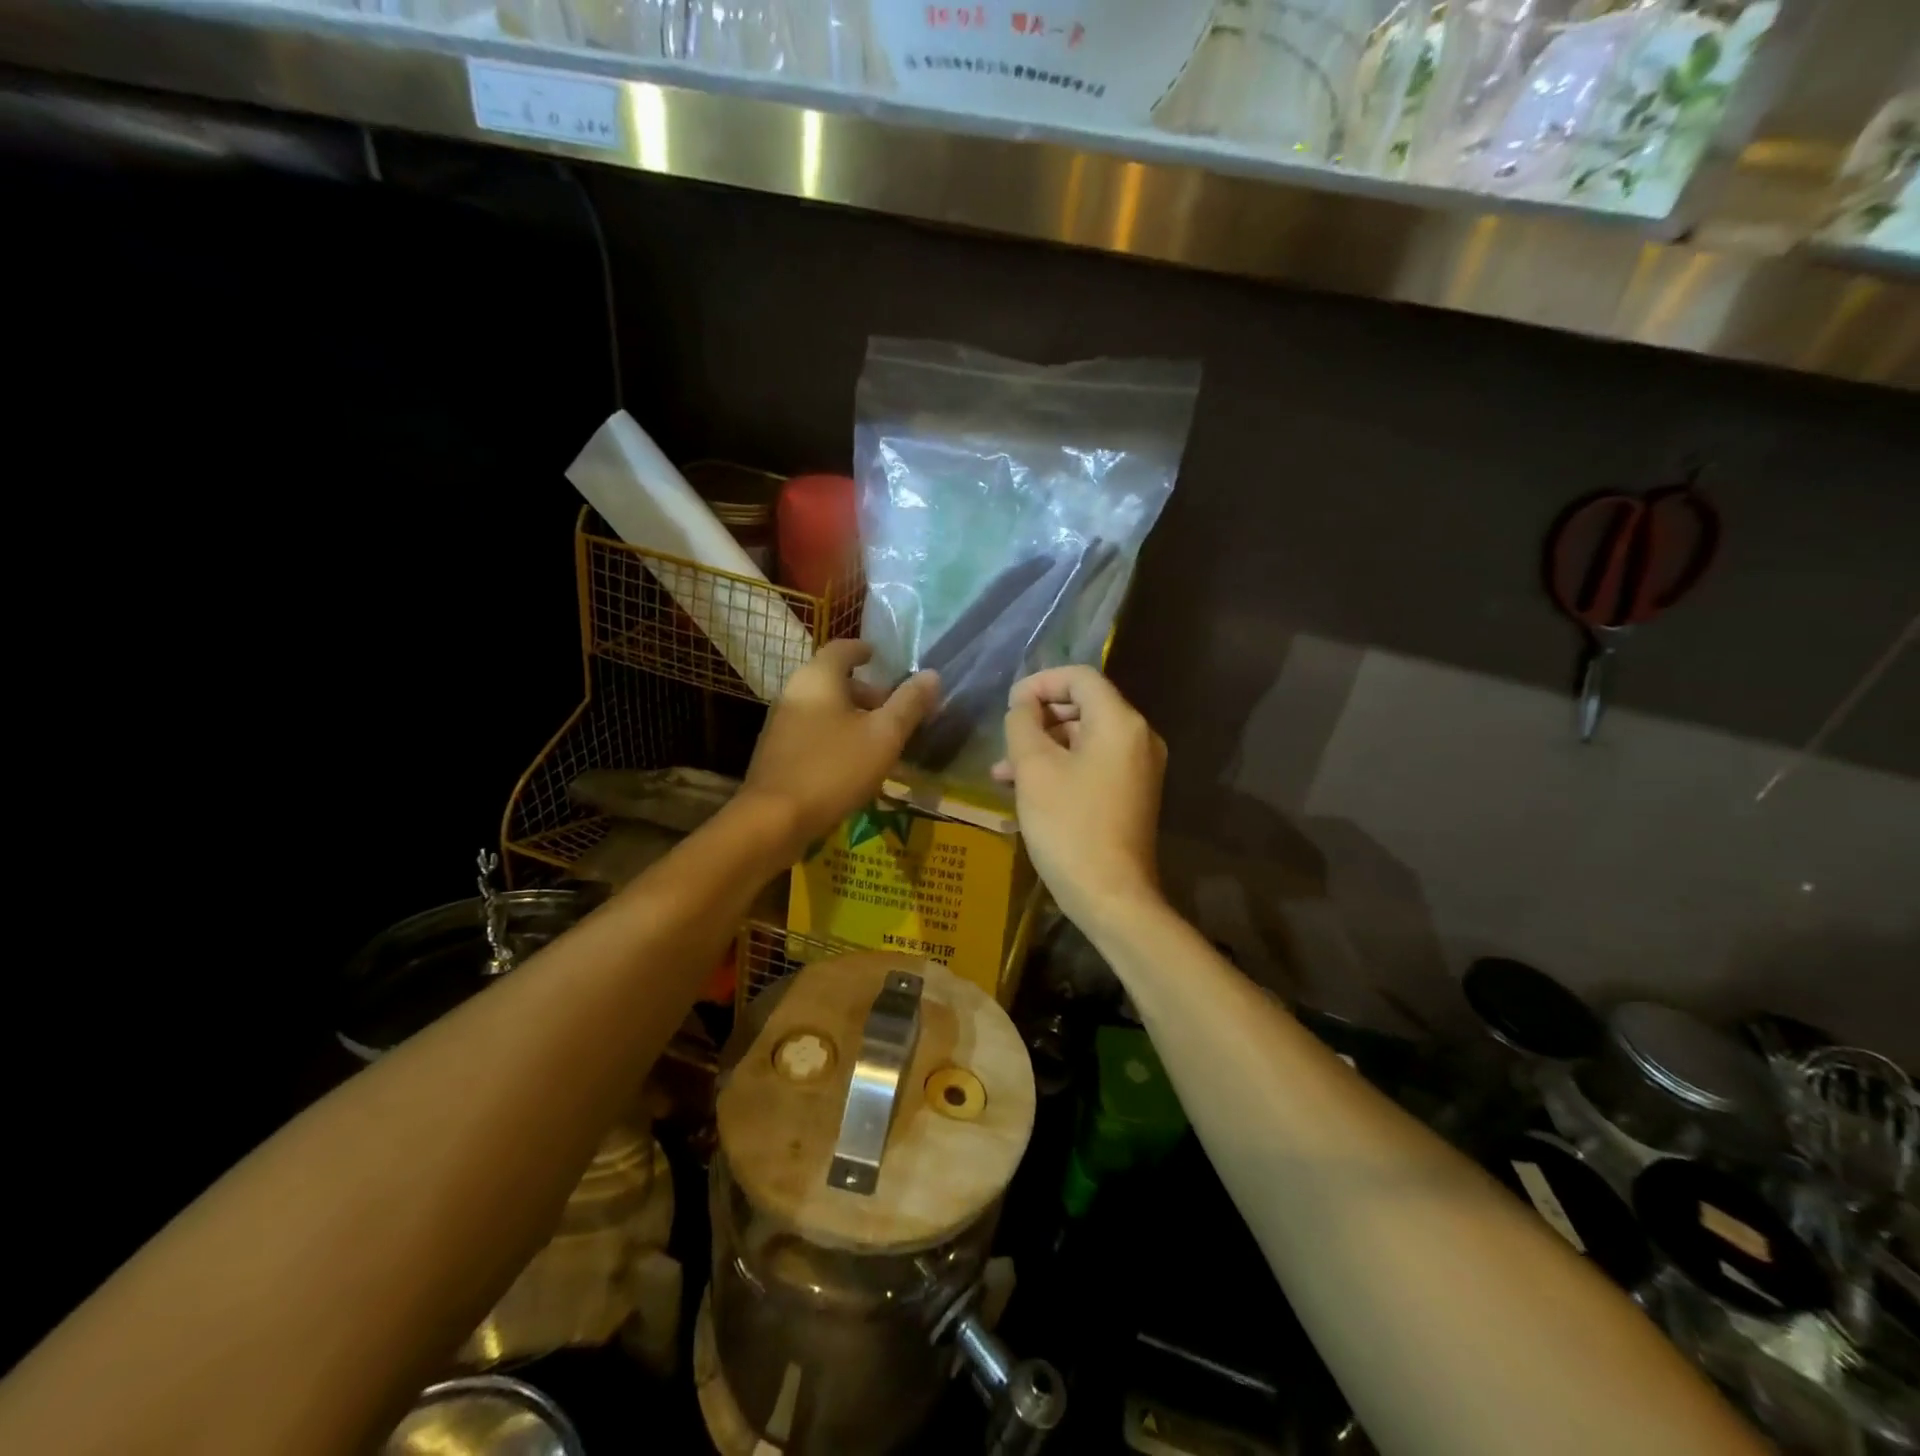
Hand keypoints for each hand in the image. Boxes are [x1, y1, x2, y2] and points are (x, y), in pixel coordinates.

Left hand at [742, 640, 939, 855]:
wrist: (773, 819)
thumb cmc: (834, 768)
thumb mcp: (884, 736)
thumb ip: (909, 704)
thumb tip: (932, 675)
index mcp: (818, 678)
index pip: (842, 648)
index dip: (863, 650)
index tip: (879, 657)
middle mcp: (794, 692)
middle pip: (833, 681)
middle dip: (865, 691)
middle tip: (892, 709)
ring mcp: (780, 724)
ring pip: (822, 708)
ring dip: (851, 717)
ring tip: (878, 740)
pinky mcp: (776, 753)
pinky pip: (812, 732)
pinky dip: (835, 736)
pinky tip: (852, 763)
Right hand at [993, 666, 1165, 929]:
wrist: (1111, 896)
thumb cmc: (1069, 826)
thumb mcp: (1034, 769)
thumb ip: (1023, 724)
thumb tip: (1023, 706)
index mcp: (1120, 722)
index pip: (1080, 678)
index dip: (1040, 682)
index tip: (1008, 704)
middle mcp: (1138, 737)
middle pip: (1084, 706)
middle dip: (1039, 718)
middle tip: (1005, 739)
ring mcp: (1139, 767)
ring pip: (1085, 738)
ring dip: (1044, 746)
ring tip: (1003, 772)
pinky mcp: (1133, 793)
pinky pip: (1094, 763)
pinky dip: (1062, 766)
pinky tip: (1027, 788)